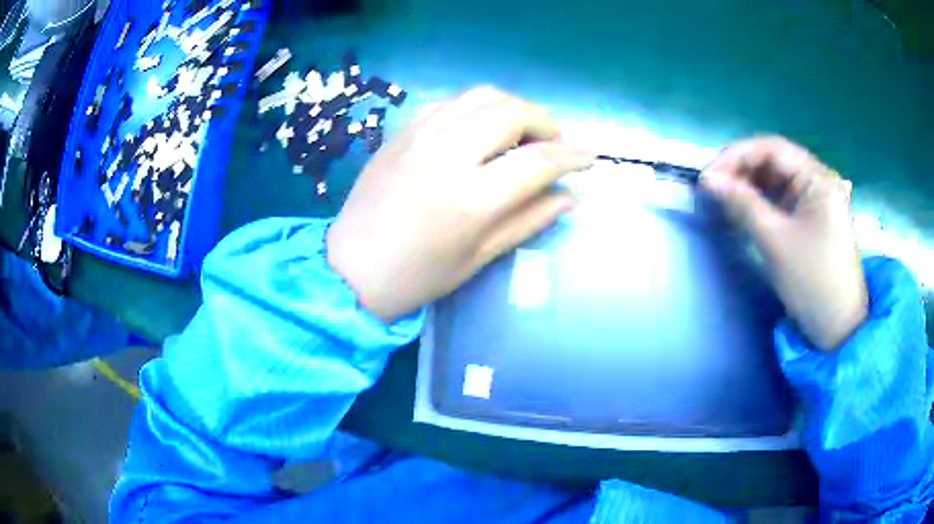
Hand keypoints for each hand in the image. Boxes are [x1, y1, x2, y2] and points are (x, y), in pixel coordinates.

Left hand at [326, 86, 593, 321]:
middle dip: (547, 122)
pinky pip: (450, 103)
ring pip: (481, 95)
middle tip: (556, 143)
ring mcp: (419, 135)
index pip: (538, 160)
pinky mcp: (401, 131)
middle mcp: (446, 154)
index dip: (572, 156)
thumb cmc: (416, 276)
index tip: (589, 158)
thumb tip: (569, 196)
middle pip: (512, 111)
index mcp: (469, 198)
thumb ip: (528, 220)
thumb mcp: (478, 257)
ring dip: (514, 108)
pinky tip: (481, 131)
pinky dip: (476, 109)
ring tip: (524, 132)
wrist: (349, 269)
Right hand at [700, 136, 866, 350]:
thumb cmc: (812, 283)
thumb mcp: (776, 242)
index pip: (772, 148)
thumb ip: (743, 205)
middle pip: (774, 161)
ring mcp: (817, 200)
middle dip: (741, 170)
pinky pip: (783, 199)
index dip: (736, 156)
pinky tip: (745, 210)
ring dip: (750, 186)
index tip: (708, 176)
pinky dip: (762, 202)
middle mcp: (819, 181)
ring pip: (777, 180)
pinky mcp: (812, 219)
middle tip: (713, 188)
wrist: (838, 328)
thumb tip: (708, 180)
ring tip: (724, 198)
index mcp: (818, 178)